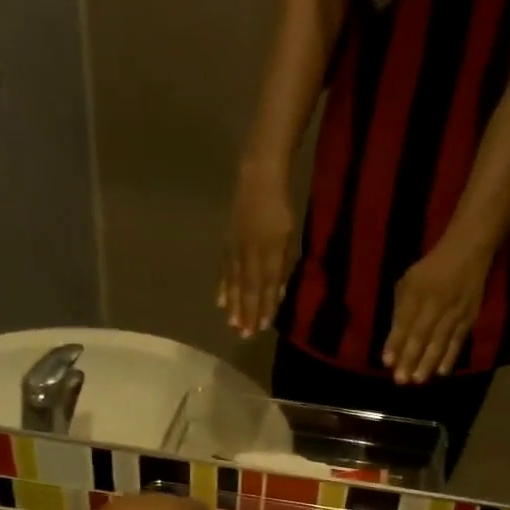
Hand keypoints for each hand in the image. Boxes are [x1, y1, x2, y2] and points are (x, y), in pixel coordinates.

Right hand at [217, 163, 296, 338]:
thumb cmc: (281, 205)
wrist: (258, 174)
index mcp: (270, 252)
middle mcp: (250, 253)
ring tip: (231, 324)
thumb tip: (278, 294)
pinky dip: (222, 286)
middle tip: (243, 335)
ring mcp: (235, 248)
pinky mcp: (227, 242)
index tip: (261, 328)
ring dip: (232, 305)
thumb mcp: (290, 237)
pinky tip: (220, 301)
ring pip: (234, 282)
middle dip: (246, 313)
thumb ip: (283, 266)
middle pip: (248, 288)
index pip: (266, 287)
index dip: (263, 308)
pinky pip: (224, 269)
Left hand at [384, 242, 488, 383]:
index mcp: (416, 294)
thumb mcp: (408, 281)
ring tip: (417, 380)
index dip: (394, 343)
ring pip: (439, 342)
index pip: (403, 323)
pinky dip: (449, 358)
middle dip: (409, 359)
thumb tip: (394, 340)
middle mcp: (434, 305)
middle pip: (420, 336)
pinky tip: (440, 372)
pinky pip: (458, 341)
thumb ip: (401, 309)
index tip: (386, 362)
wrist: (468, 251)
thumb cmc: (431, 268)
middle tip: (400, 380)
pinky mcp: (469, 318)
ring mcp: (453, 312)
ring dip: (427, 363)